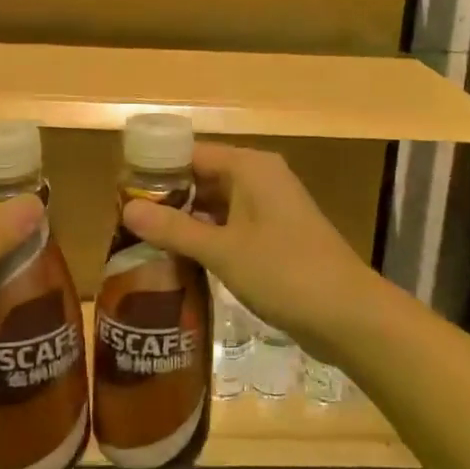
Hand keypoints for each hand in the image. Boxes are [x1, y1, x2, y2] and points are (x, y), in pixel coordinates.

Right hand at [120, 143, 375, 352]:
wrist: (349, 314)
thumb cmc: (284, 272)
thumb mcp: (222, 251)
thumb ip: (174, 229)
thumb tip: (126, 208)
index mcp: (250, 167)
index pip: (191, 153)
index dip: (156, 169)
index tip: (121, 191)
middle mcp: (260, 178)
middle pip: (203, 177)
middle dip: (168, 197)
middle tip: (126, 221)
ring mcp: (270, 208)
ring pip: (216, 204)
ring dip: (186, 220)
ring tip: (143, 240)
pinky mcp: (276, 235)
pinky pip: (231, 225)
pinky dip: (207, 236)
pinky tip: (180, 258)